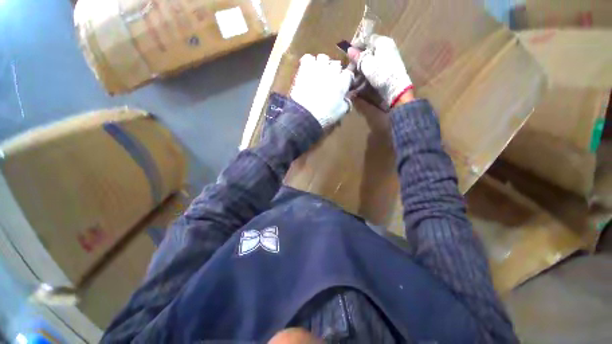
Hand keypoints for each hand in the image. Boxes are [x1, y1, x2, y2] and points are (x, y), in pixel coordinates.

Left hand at [290, 54, 353, 127]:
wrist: (306, 114)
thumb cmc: (325, 115)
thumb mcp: (340, 112)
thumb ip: (347, 103)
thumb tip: (348, 99)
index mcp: (342, 83)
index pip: (349, 74)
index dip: (346, 78)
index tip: (343, 84)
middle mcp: (332, 72)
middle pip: (336, 64)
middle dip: (334, 71)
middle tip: (330, 80)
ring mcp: (318, 68)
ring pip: (323, 58)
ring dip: (323, 64)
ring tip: (319, 73)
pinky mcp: (305, 69)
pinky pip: (308, 58)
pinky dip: (309, 62)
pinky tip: (308, 69)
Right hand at [348, 35, 412, 107]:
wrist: (395, 89)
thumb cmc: (381, 73)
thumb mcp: (367, 64)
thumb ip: (358, 56)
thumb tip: (349, 49)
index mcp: (383, 42)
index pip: (368, 38)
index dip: (357, 44)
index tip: (348, 52)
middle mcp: (387, 48)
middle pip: (369, 50)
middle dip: (358, 58)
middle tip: (350, 65)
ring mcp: (388, 59)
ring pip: (371, 60)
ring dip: (361, 67)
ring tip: (353, 74)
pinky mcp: (387, 70)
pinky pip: (375, 68)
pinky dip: (367, 72)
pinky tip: (361, 79)